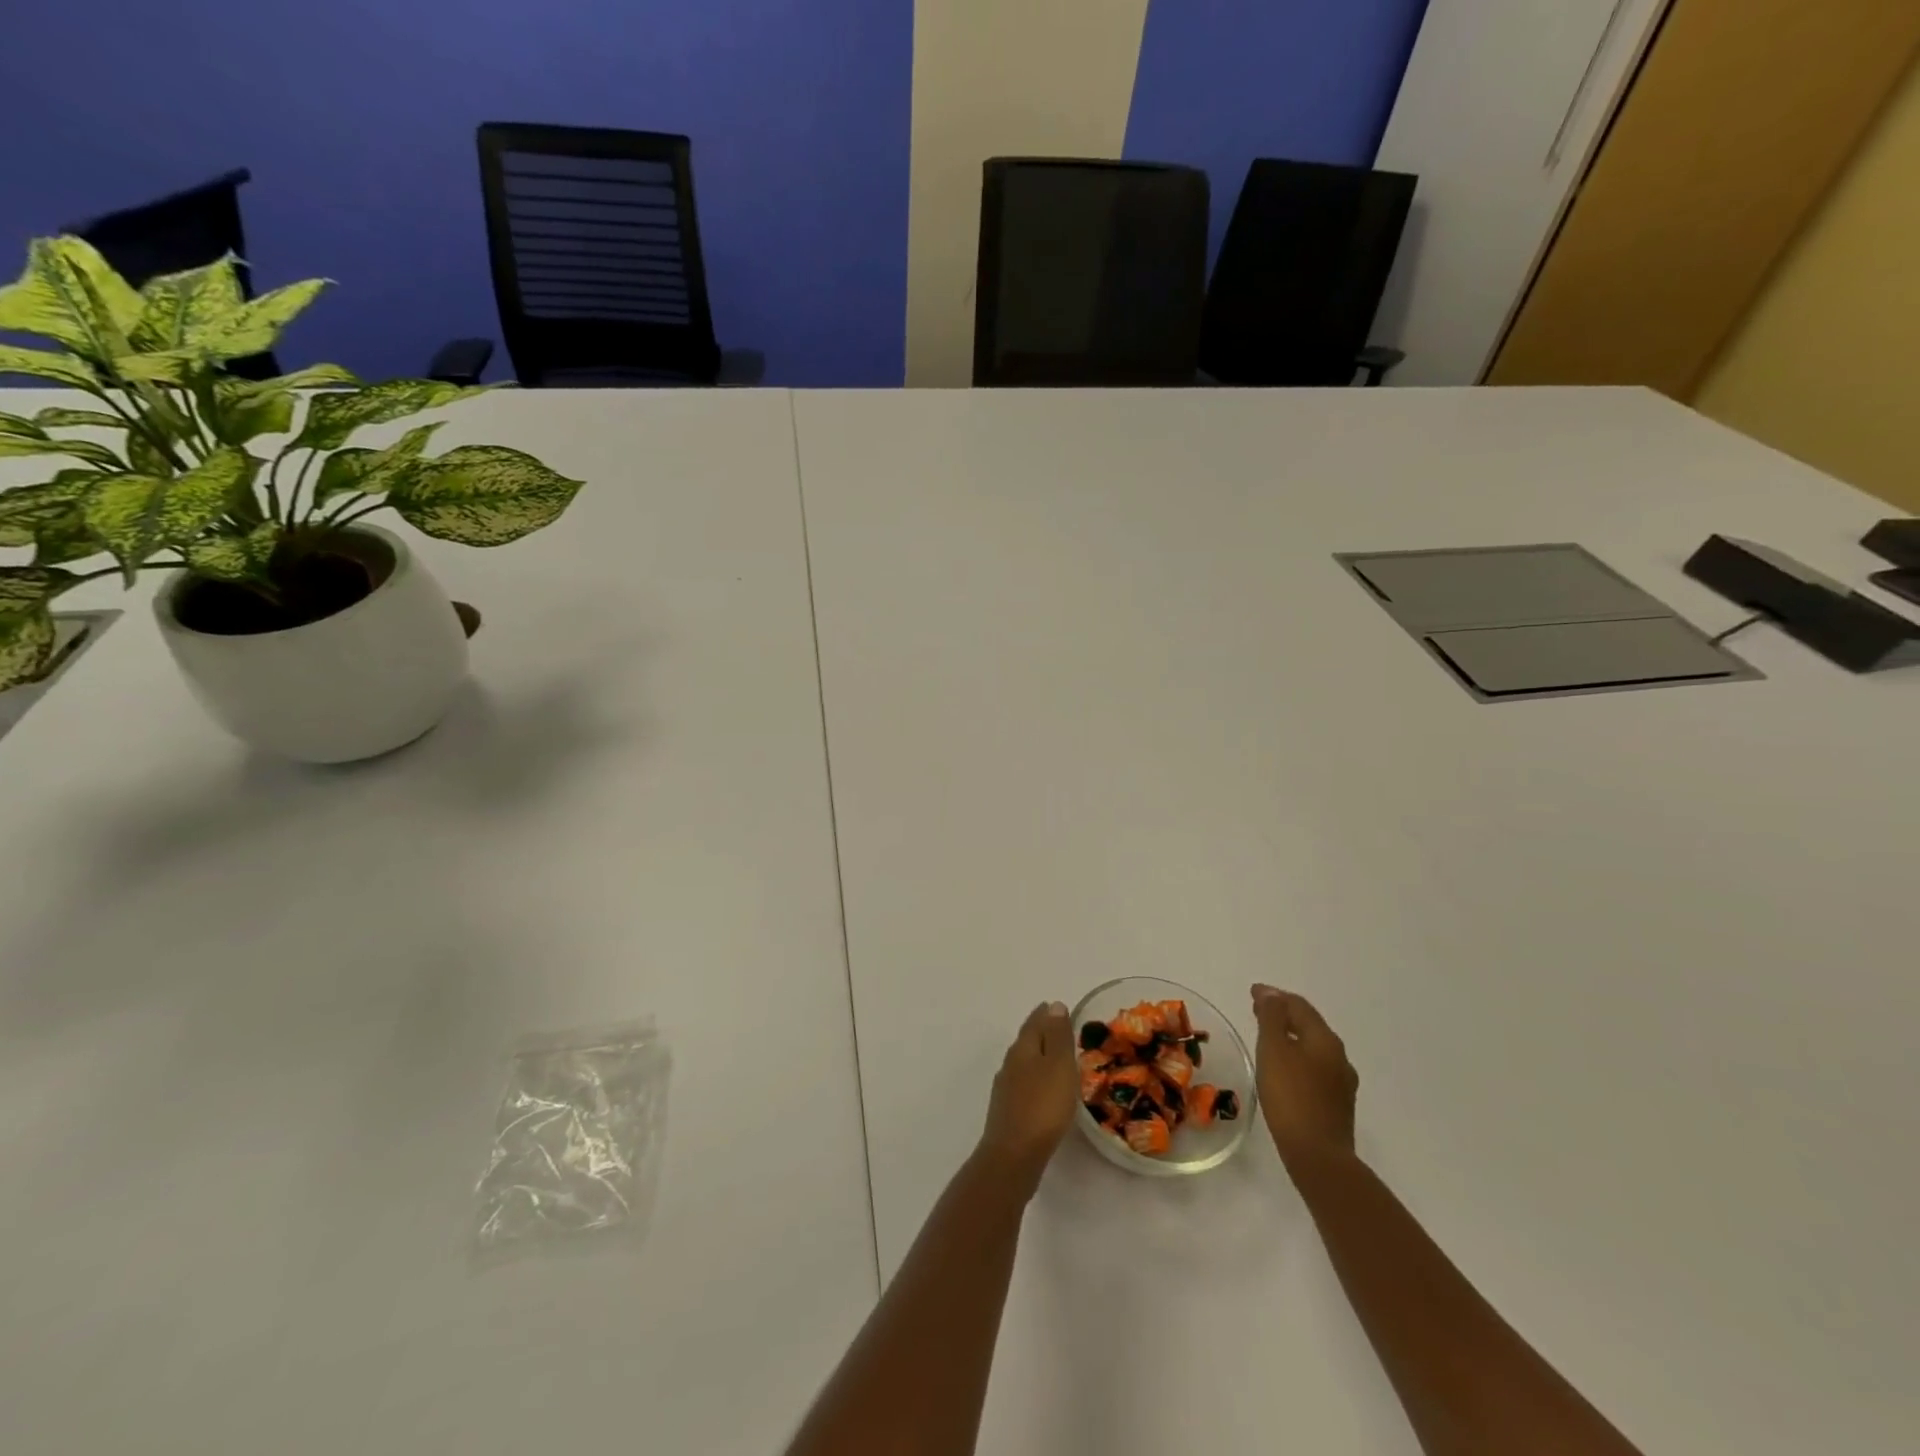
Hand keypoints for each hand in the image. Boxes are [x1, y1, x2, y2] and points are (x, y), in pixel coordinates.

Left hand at [978, 1001, 1077, 1184]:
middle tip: (1057, 1027)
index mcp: (1023, 1049)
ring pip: (1023, 1063)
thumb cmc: (1043, 1106)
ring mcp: (1006, 1089)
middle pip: (1026, 1041)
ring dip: (1037, 1056)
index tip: (1054, 1006)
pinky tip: (1042, 1090)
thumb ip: (1057, 1036)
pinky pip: (1024, 1084)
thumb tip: (1054, 1005)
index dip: (1045, 1014)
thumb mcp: (1058, 1066)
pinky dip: (1035, 1078)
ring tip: (1054, 1057)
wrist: (1014, 1155)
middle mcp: (1010, 1064)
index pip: (1034, 1023)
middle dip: (1040, 1032)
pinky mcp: (1008, 1111)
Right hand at [1251, 985, 1358, 1168]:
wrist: (1318, 1156)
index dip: (1274, 996)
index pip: (1299, 1006)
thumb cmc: (1290, 1096)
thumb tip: (1271, 993)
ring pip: (1313, 1048)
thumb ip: (1271, 1018)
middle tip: (1258, 1010)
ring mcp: (1341, 1082)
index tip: (1252, 992)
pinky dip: (1297, 1057)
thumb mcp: (1273, 1050)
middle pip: (1309, 1025)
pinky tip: (1284, 1069)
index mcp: (1324, 1039)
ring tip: (1268, 1037)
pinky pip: (1315, 1068)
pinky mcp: (1337, 1104)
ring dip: (1291, 1036)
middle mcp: (1339, 1056)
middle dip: (1283, 1014)